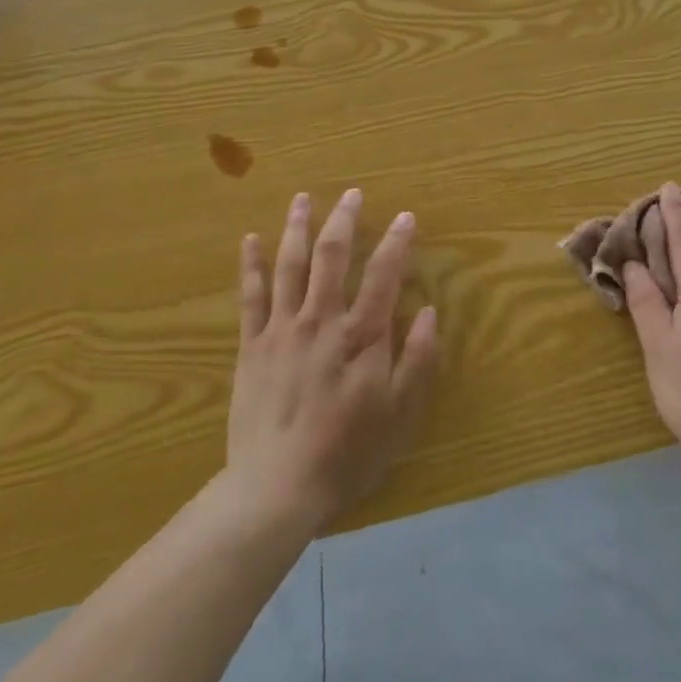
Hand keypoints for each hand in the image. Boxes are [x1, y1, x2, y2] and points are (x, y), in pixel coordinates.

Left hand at [226, 190, 438, 531]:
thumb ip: (418, 359)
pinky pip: (251, 296)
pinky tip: (249, 240)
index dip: (397, 242)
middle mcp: (321, 320)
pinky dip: (250, 265)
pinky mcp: (252, 346)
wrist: (277, 487)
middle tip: (351, 193)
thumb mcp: (400, 413)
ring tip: (303, 199)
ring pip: (290, 266)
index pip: (384, 274)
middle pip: (332, 257)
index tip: (405, 216)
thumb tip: (430, 311)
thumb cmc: (347, 452)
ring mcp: (282, 330)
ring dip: (297, 228)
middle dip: (344, 220)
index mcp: (361, 335)